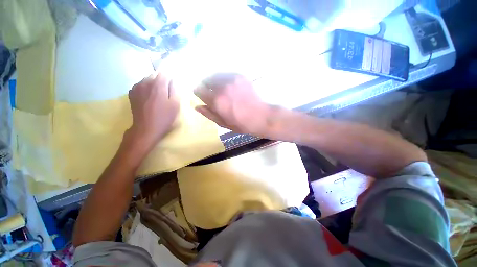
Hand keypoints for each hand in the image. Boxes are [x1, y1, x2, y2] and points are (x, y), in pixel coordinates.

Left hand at [128, 73, 178, 146]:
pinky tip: (150, 97)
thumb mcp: (175, 104)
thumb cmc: (164, 117)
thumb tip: (174, 80)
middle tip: (168, 92)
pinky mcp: (132, 93)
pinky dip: (147, 88)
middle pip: (156, 75)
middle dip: (163, 80)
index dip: (171, 77)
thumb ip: (175, 89)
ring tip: (159, 95)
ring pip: (148, 79)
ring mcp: (137, 87)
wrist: (146, 128)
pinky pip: (141, 85)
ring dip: (154, 84)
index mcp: (158, 84)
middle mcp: (146, 82)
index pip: (165, 73)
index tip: (174, 85)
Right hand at [194, 73, 271, 135]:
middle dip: (206, 88)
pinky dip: (223, 79)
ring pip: (215, 76)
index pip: (198, 90)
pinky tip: (229, 87)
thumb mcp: (223, 123)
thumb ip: (209, 114)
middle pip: (205, 81)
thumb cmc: (241, 124)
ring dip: (214, 82)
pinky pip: (225, 74)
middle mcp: (222, 87)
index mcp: (217, 101)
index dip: (200, 94)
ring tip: (221, 90)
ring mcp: (232, 79)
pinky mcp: (240, 76)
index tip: (204, 97)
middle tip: (214, 95)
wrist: (261, 116)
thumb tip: (197, 106)